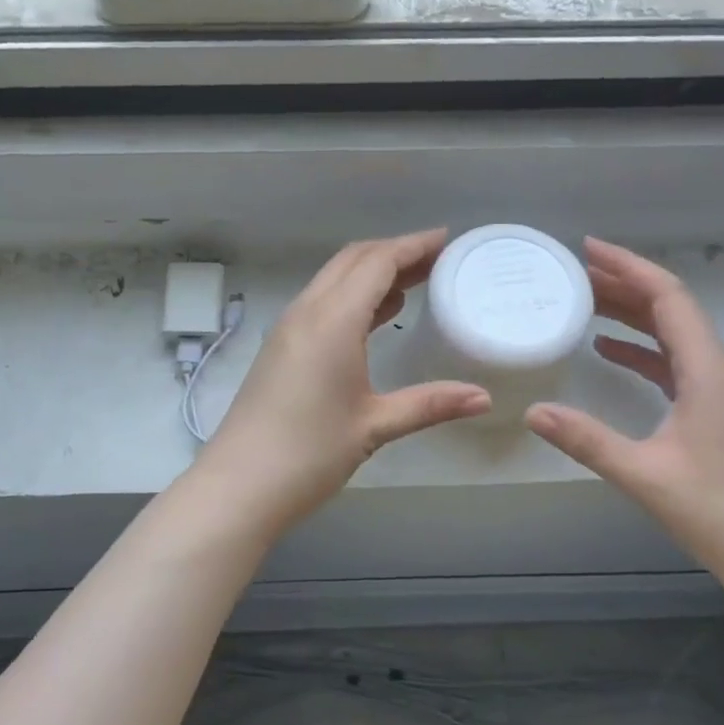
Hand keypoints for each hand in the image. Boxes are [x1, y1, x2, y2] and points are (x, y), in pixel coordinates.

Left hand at [201, 229, 491, 524]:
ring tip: (416, 282)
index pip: (377, 262)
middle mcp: (307, 311)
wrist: (239, 484)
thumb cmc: (310, 453)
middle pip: (353, 260)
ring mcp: (289, 327)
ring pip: (334, 279)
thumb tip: (484, 398)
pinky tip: (378, 315)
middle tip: (437, 260)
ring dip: (372, 273)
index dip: (413, 246)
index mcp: (332, 320)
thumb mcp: (375, 425)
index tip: (446, 240)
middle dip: (395, 252)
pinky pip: (322, 301)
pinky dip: (353, 295)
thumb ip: (430, 404)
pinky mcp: (280, 346)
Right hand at [524, 239, 723, 600]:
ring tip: (584, 300)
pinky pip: (671, 361)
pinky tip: (606, 350)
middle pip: (669, 308)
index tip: (588, 249)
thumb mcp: (643, 475)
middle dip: (624, 283)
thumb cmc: (716, 512)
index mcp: (706, 372)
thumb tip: (532, 411)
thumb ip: (587, 440)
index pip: (669, 298)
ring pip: (670, 333)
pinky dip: (638, 347)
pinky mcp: (709, 409)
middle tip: (574, 272)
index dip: (630, 267)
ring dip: (630, 312)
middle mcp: (714, 369)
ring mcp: (714, 389)